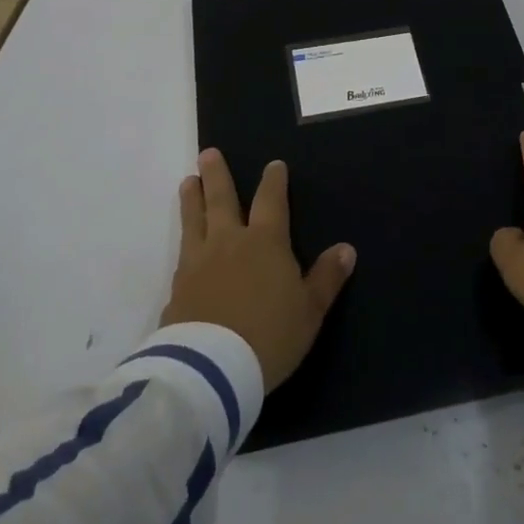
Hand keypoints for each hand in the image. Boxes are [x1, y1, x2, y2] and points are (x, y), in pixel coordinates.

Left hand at [162, 148, 356, 390]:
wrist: (212, 369)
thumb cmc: (270, 335)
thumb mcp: (310, 310)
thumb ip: (327, 278)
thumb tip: (347, 249)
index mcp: (265, 242)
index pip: (270, 201)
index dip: (273, 181)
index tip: (273, 165)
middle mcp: (229, 242)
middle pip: (221, 199)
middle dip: (217, 175)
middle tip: (208, 154)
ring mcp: (198, 262)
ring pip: (194, 220)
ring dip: (192, 199)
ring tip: (187, 182)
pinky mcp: (177, 288)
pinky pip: (181, 257)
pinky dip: (184, 244)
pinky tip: (183, 247)